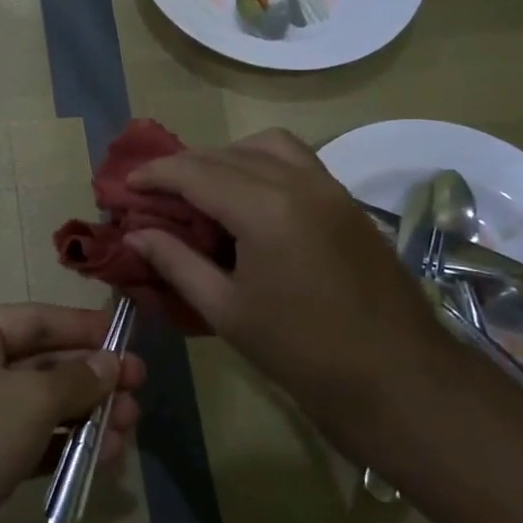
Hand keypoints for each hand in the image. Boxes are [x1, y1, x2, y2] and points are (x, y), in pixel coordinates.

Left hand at [0, 304, 144, 522]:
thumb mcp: (26, 400)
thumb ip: (74, 380)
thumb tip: (111, 364)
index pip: (35, 320)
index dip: (83, 327)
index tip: (128, 337)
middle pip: (42, 365)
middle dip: (92, 378)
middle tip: (139, 390)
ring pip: (41, 408)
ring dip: (86, 416)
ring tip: (130, 428)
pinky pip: (32, 444)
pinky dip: (66, 447)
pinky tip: (104, 457)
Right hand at [124, 129, 444, 443]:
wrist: (397, 377)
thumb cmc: (302, 351)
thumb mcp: (226, 309)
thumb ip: (176, 262)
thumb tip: (136, 234)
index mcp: (264, 207)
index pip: (195, 172)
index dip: (154, 175)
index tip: (125, 185)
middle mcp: (297, 181)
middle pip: (225, 154)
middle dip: (184, 167)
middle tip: (154, 192)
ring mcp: (328, 186)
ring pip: (265, 145)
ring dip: (226, 157)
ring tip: (202, 190)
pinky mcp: (346, 200)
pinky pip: (295, 160)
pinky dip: (261, 163)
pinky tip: (248, 200)